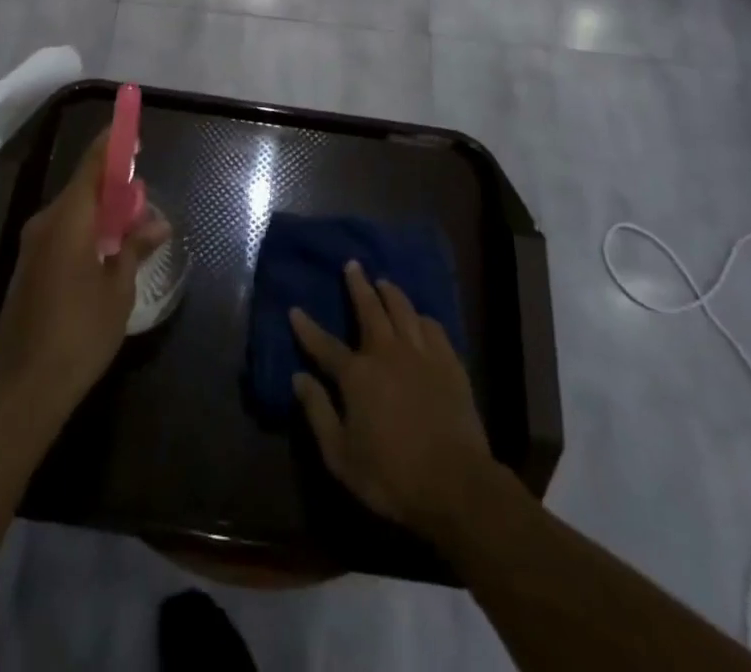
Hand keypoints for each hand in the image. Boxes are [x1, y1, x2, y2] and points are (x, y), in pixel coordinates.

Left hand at [0, 129, 171, 427]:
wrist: (21, 388)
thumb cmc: (78, 333)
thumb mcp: (118, 289)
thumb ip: (135, 248)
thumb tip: (157, 222)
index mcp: (68, 219)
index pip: (92, 165)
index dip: (112, 144)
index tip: (131, 130)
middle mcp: (46, 223)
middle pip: (84, 188)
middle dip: (115, 186)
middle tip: (145, 196)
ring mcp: (33, 247)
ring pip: (74, 213)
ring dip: (103, 213)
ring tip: (134, 228)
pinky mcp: (30, 269)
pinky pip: (63, 233)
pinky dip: (88, 232)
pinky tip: (109, 253)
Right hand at [290, 262, 493, 541]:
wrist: (455, 484)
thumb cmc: (391, 476)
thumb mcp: (341, 456)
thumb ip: (318, 413)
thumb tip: (298, 378)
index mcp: (357, 375)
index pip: (324, 345)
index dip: (307, 328)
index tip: (295, 309)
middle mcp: (386, 353)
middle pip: (370, 309)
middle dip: (357, 285)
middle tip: (352, 265)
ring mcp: (421, 354)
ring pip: (403, 310)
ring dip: (391, 292)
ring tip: (384, 282)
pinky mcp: (449, 364)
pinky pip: (434, 328)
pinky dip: (423, 318)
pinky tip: (421, 317)